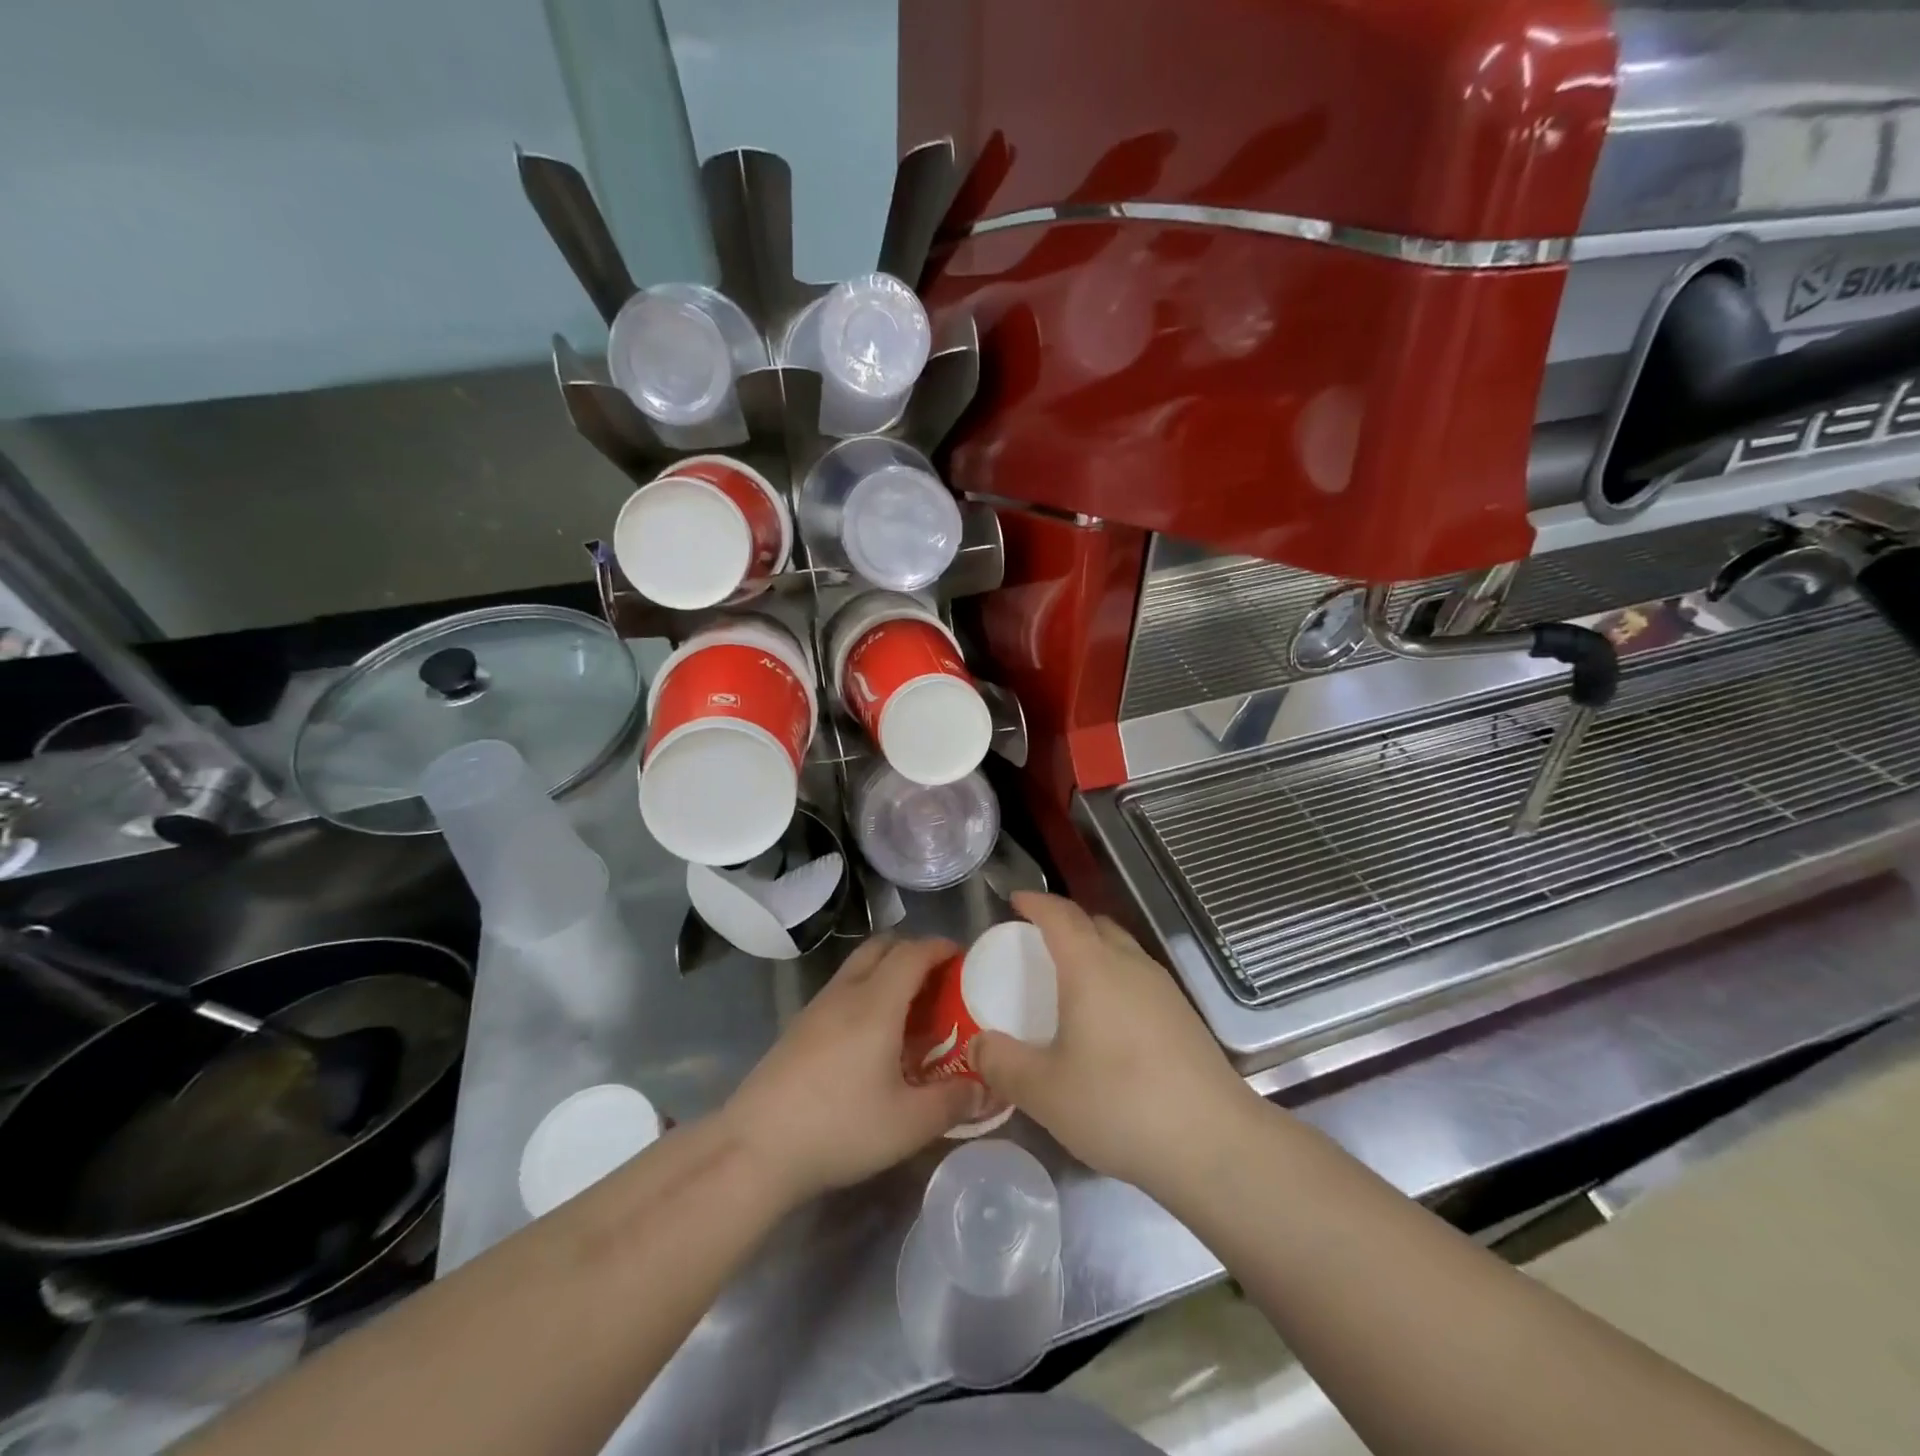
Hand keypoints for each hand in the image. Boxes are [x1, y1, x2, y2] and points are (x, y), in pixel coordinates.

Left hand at [721, 936, 983, 1204]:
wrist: (755, 1148)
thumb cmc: (840, 1127)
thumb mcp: (909, 1124)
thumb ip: (954, 1101)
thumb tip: (986, 1086)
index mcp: (876, 1003)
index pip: (913, 952)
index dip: (941, 947)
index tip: (964, 958)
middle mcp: (846, 993)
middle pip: (882, 947)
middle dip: (914, 952)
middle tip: (939, 982)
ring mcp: (817, 1008)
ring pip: (858, 968)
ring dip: (887, 972)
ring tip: (910, 1011)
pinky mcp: (798, 1028)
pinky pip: (842, 991)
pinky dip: (866, 994)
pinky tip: (873, 1038)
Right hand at [970, 893, 1258, 1192]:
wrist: (1213, 1142)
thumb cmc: (1118, 1104)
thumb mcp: (1044, 1091)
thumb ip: (1002, 1064)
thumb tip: (977, 1045)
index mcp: (1092, 967)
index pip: (1060, 915)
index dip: (1035, 903)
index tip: (1015, 900)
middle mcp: (1129, 964)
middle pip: (1094, 924)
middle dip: (1063, 923)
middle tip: (1036, 944)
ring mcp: (1163, 988)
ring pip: (1121, 949)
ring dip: (1092, 950)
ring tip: (1069, 982)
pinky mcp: (1183, 1015)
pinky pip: (1138, 977)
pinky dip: (1114, 978)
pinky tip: (1106, 1021)